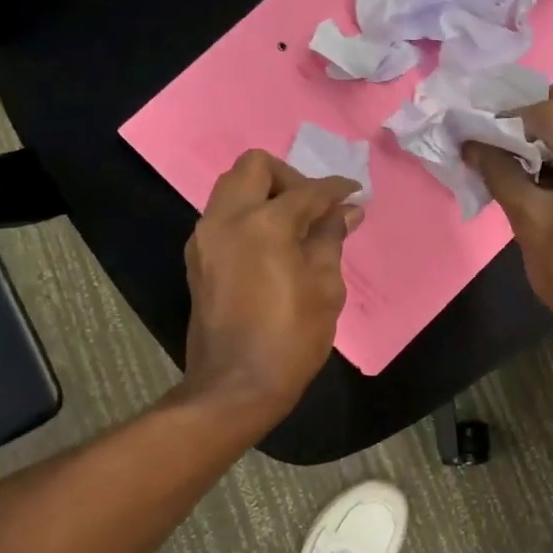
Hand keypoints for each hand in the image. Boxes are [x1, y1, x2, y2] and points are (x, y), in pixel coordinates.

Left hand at [182, 150, 360, 421]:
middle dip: (290, 177)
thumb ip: (331, 239)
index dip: (335, 189)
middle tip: (314, 207)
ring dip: (265, 194)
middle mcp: (227, 219)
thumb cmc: (292, 337)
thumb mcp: (325, 287)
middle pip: (254, 166)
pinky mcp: (198, 259)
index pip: (306, 190)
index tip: (354, 193)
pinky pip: (223, 216)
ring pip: (232, 188)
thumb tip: (346, 212)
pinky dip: (249, 215)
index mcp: (264, 223)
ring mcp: (205, 238)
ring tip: (295, 225)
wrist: (236, 385)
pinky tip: (273, 244)